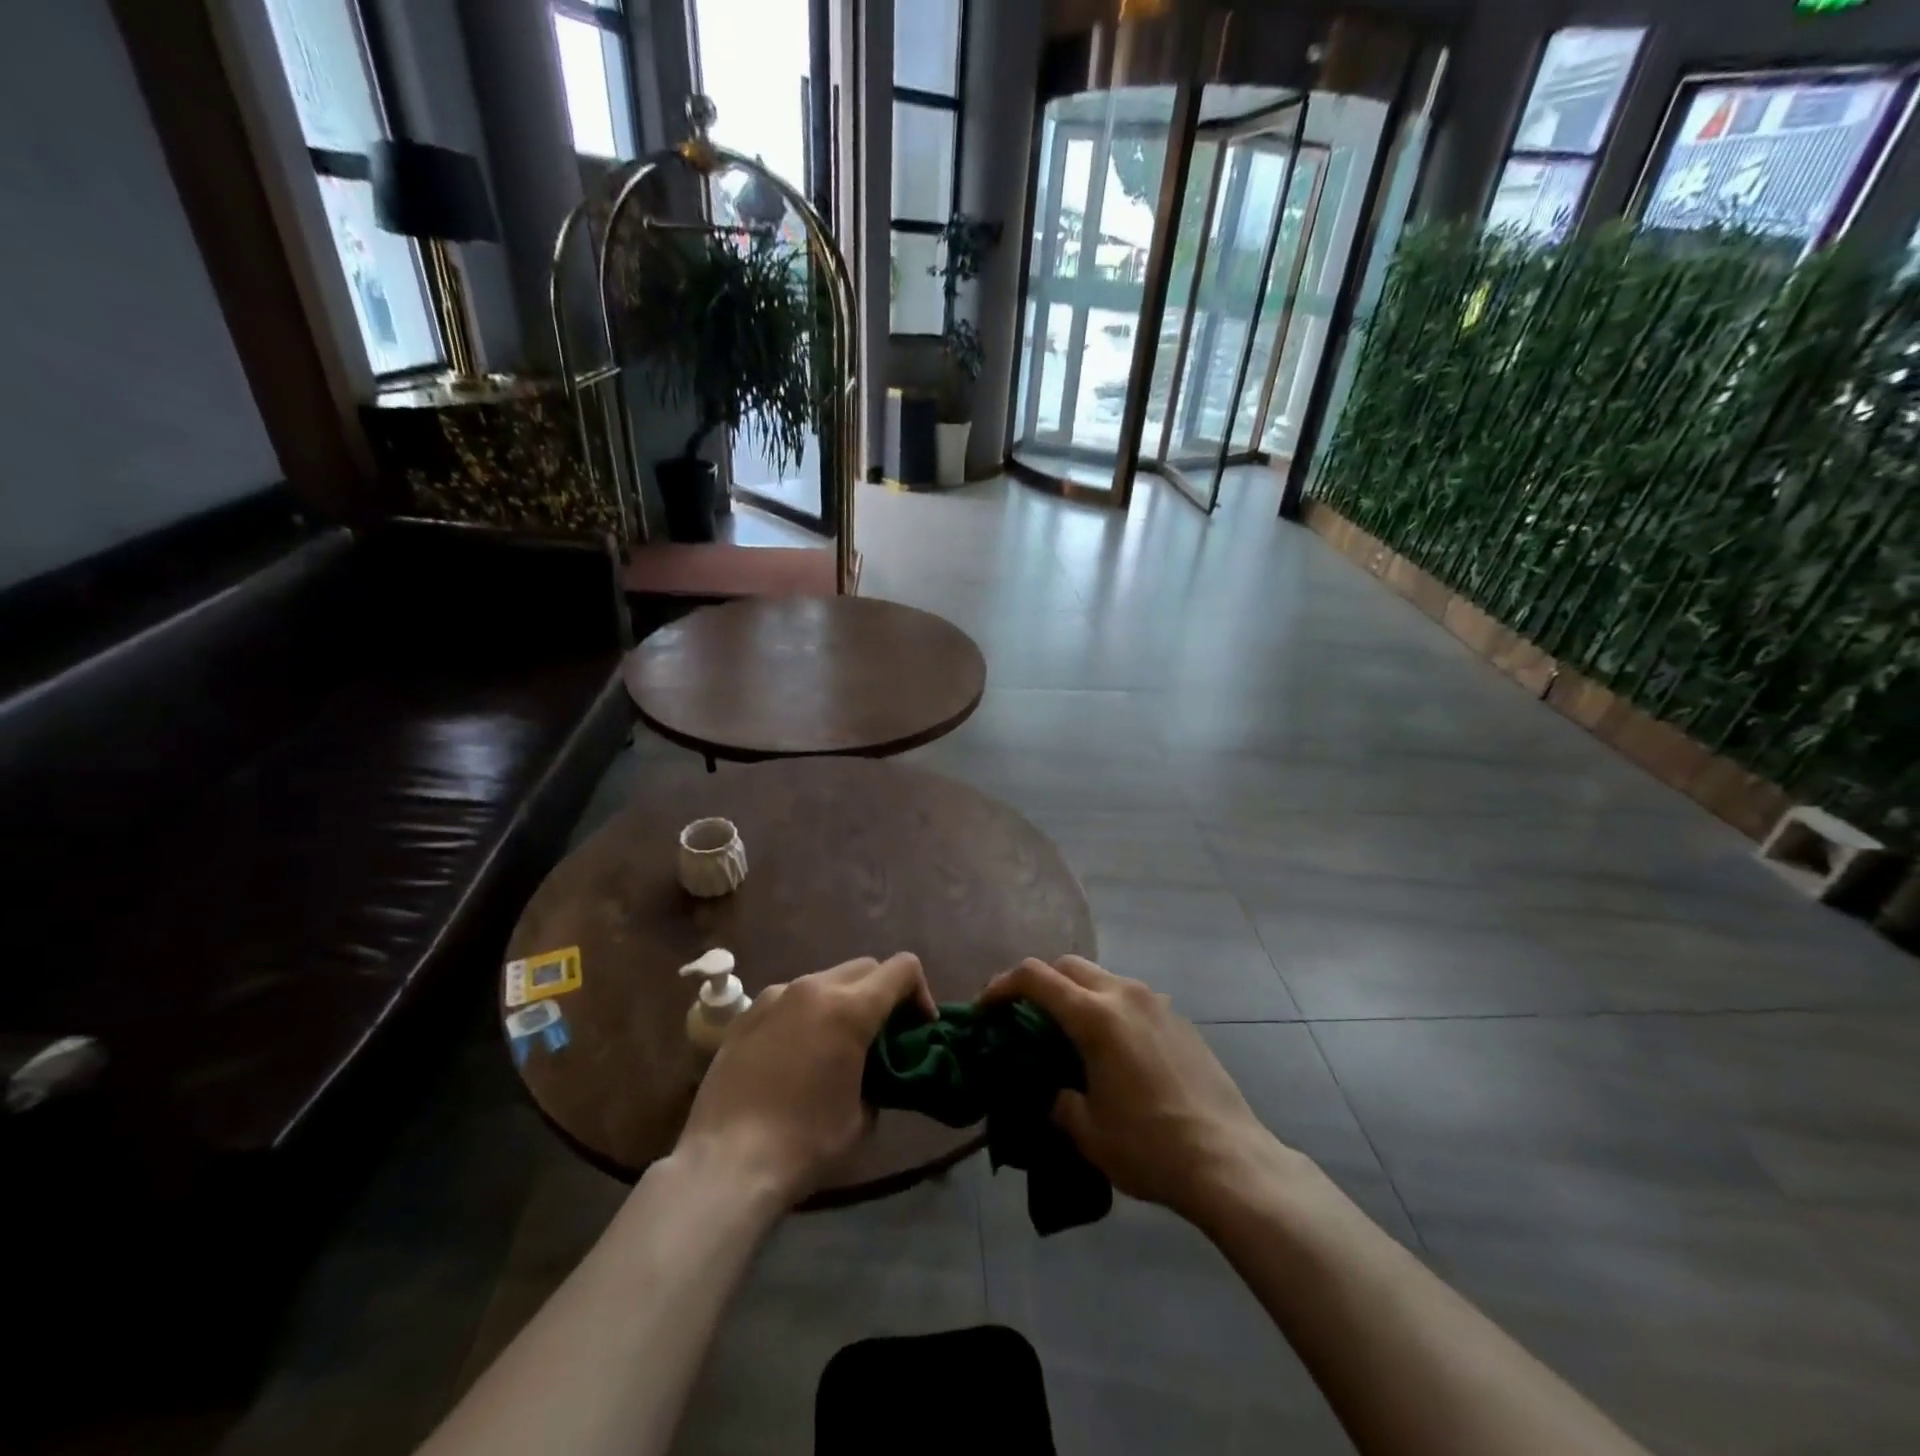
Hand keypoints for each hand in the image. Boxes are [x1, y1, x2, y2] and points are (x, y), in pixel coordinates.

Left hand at [674, 952, 935, 1203]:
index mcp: (850, 1008)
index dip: (920, 992)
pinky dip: (805, 1014)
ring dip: (842, 1001)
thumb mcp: (863, 1119)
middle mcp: (813, 987)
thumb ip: (880, 1079)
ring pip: (825, 979)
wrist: (727, 1163)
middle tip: (883, 1035)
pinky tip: (795, 1055)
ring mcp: (775, 996)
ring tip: (835, 1045)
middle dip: (882, 993)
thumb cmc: (804, 1144)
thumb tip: (876, 1071)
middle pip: (865, 967)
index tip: (918, 1027)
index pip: (903, 968)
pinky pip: (789, 998)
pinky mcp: (746, 1014)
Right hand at [981, 956, 1285, 1221]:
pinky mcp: (1178, 1018)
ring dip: (1076, 993)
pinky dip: (1107, 1008)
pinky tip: (1111, 1049)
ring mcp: (1156, 1002)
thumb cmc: (1149, 1147)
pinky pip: (1130, 998)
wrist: (1229, 1161)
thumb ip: (1057, 1100)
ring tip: (1067, 1033)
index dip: (1002, 985)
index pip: (1035, 977)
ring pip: (1102, 978)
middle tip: (1023, 1016)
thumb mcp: (1087, 1131)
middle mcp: (1124, 994)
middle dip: (1039, 982)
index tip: (985, 1007)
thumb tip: (1051, 1090)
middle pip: (1068, 965)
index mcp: (1095, 1016)